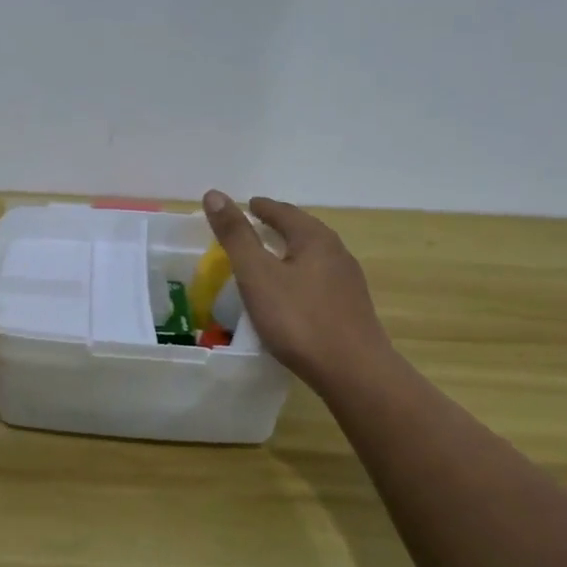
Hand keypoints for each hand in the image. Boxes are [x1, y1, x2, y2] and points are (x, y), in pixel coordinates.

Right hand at [202, 190, 395, 395]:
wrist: (353, 372)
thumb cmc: (298, 319)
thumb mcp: (257, 275)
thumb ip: (235, 235)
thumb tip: (214, 194)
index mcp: (314, 238)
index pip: (284, 211)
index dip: (262, 208)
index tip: (246, 206)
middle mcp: (336, 253)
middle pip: (303, 231)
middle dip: (278, 226)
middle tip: (254, 228)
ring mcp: (348, 282)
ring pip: (313, 256)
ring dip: (290, 252)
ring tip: (269, 259)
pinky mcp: (351, 308)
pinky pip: (319, 279)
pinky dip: (300, 275)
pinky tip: (291, 294)